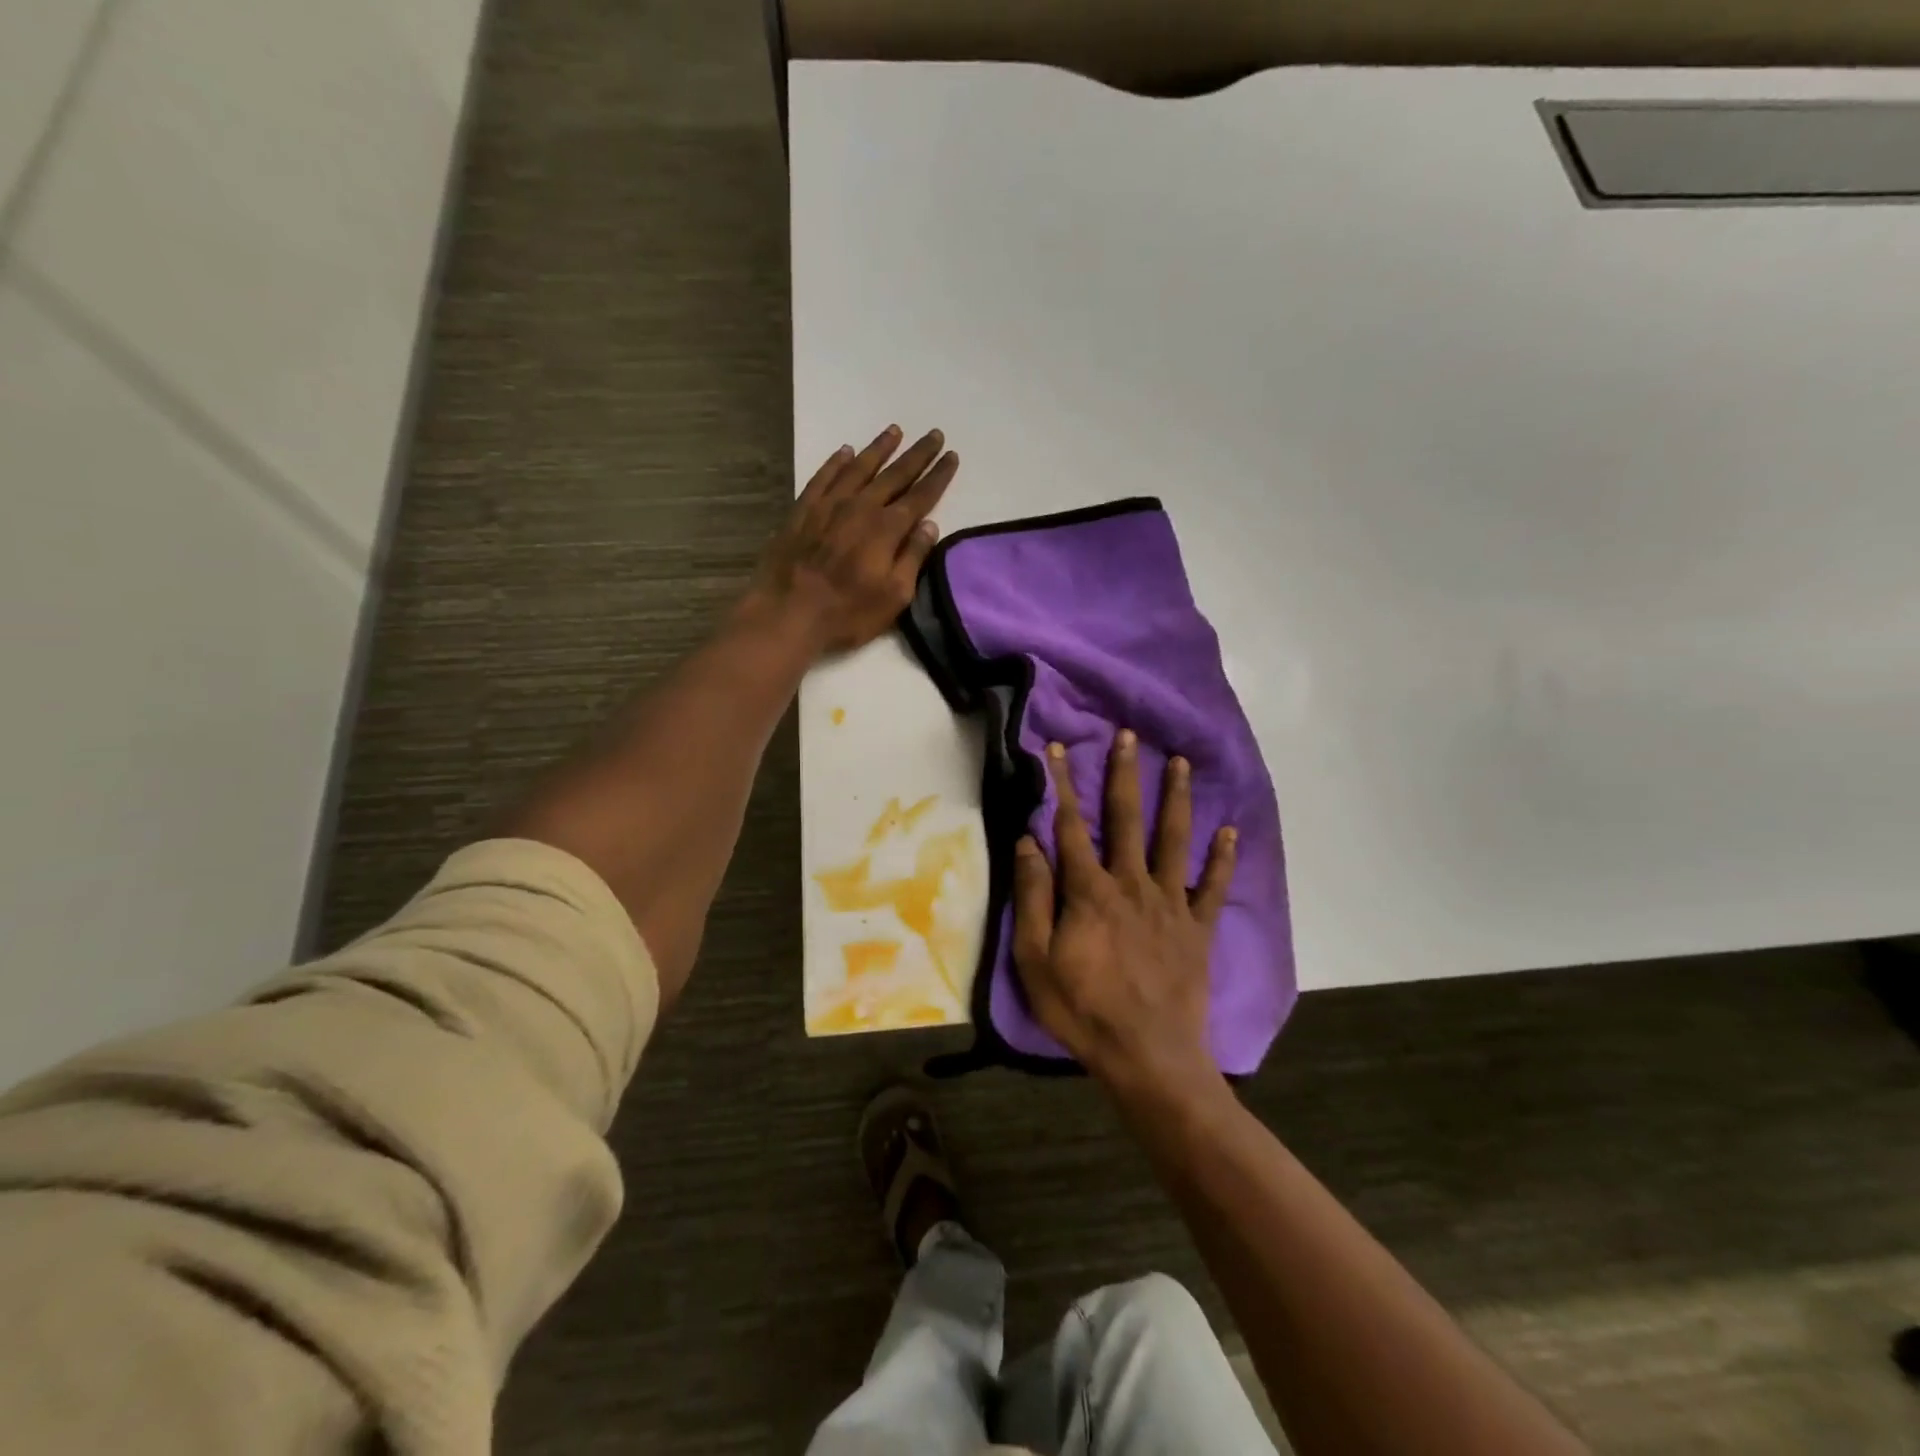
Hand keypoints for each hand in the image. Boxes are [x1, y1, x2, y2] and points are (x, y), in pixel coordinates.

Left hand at [746, 425, 958, 655]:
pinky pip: (823, 477)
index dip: (938, 476)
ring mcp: (829, 505)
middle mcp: (861, 507)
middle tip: (934, 434)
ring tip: (895, 431)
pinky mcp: (802, 510)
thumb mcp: (894, 596)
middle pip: (895, 474)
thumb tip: (929, 525)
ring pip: (859, 467)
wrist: (788, 613)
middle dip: (917, 455)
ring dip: (879, 448)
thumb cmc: (848, 613)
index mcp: (887, 529)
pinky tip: (845, 451)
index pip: (921, 496)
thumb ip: (913, 557)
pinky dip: (836, 462)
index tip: (952, 456)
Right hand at [1012, 732, 1237, 1098]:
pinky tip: (1231, 832)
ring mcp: (1171, 903)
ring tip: (1181, 762)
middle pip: (1127, 818)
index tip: (1057, 748)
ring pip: (1174, 839)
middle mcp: (1132, 884)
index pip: (1070, 826)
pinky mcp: (1197, 928)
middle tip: (1129, 735)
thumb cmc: (1083, 1011)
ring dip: (1177, 798)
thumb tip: (1028, 842)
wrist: (1149, 1058)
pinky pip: (1214, 886)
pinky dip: (1223, 858)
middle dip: (1125, 773)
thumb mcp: (1036, 960)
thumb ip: (1033, 898)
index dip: (1062, 784)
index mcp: (1090, 891)